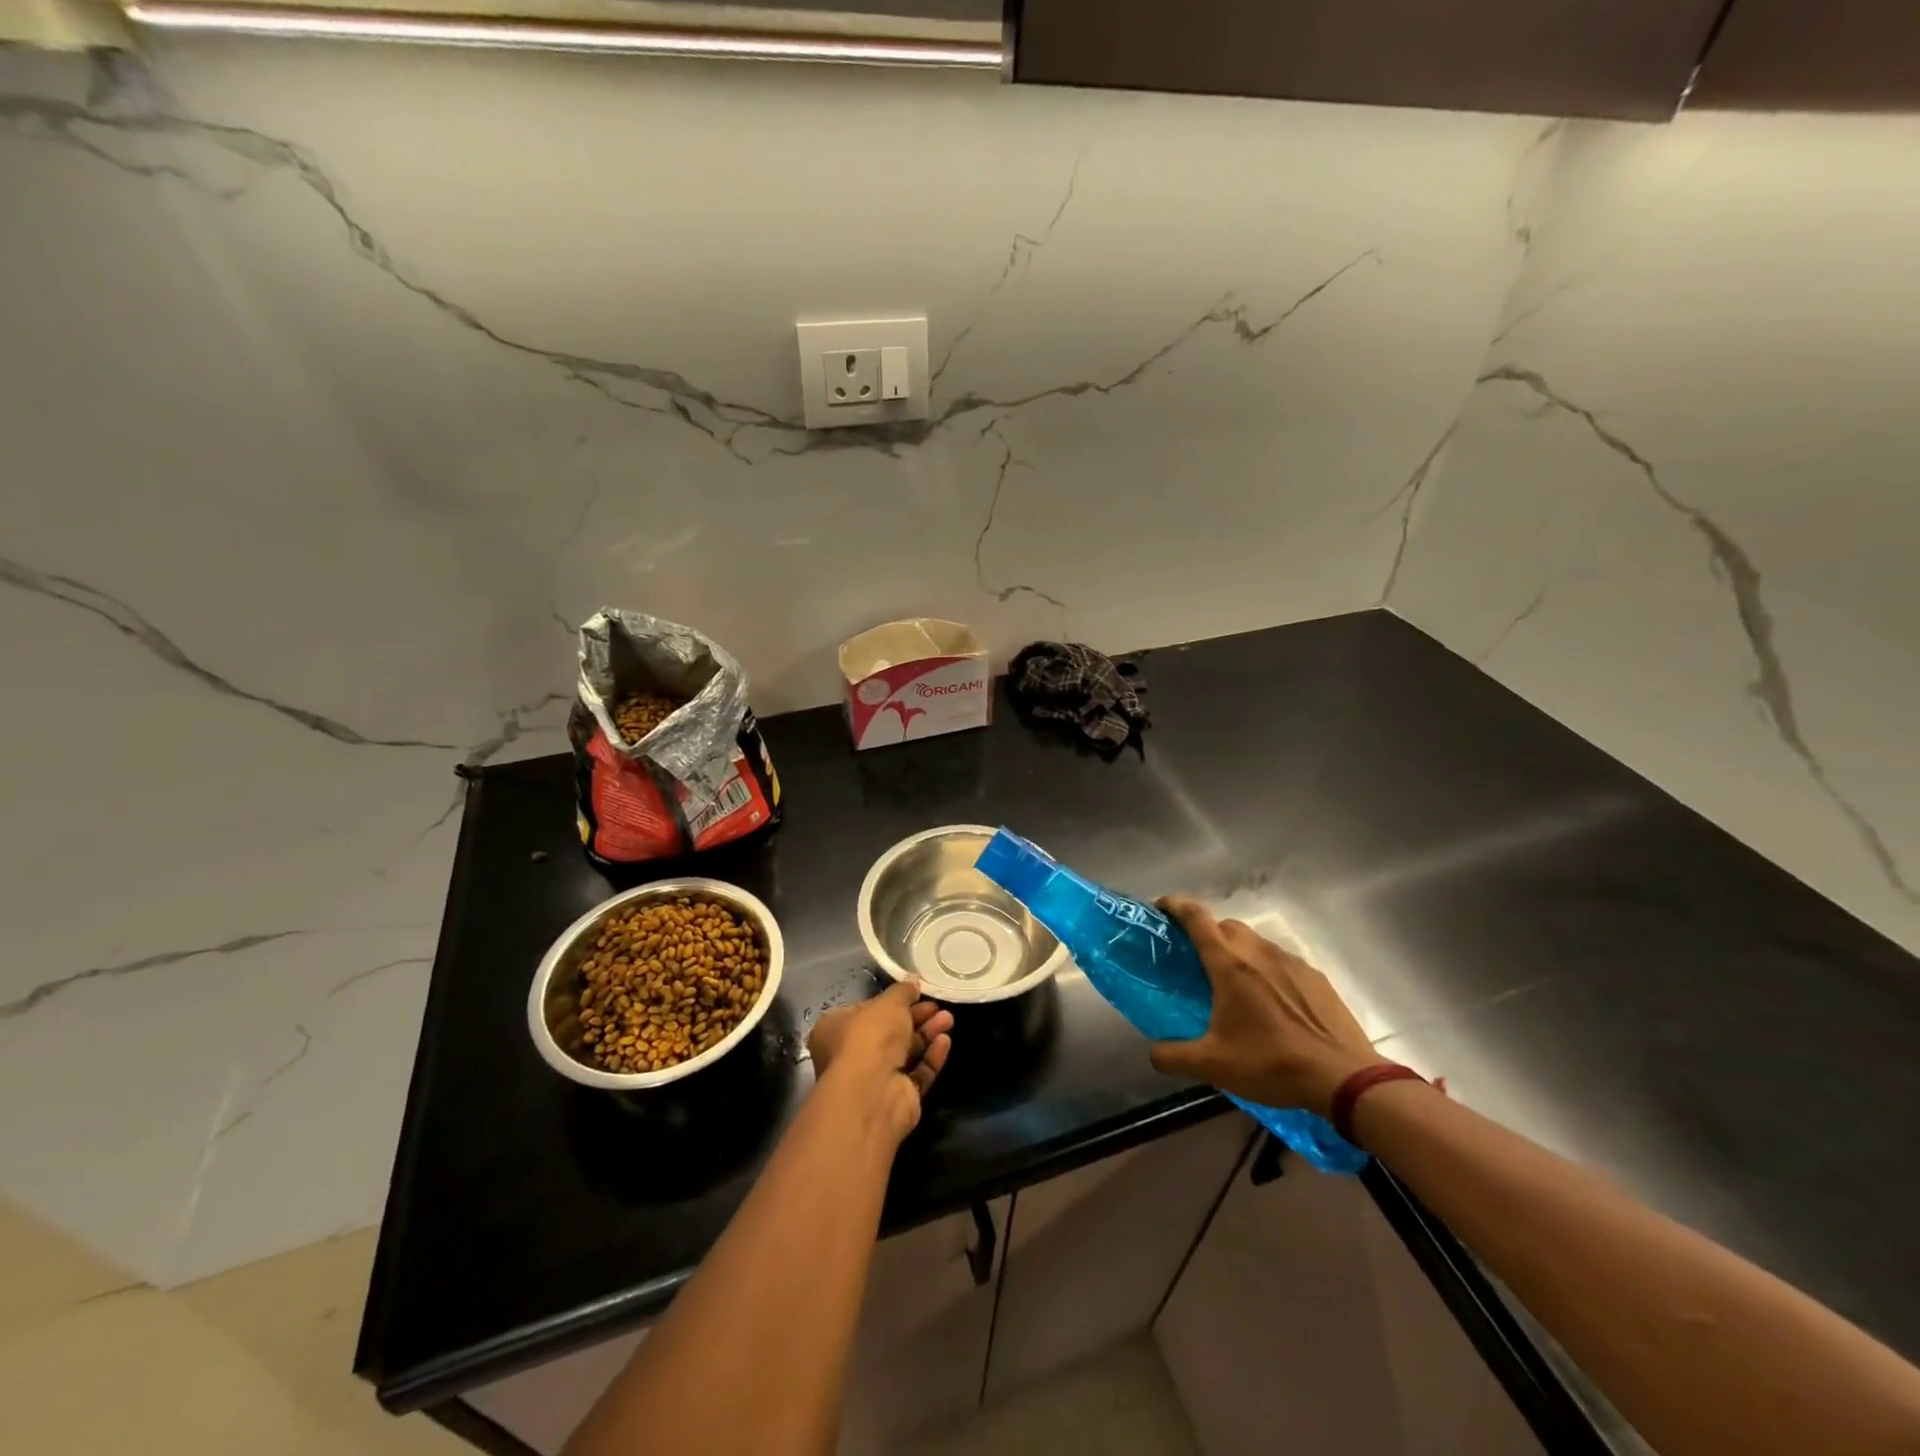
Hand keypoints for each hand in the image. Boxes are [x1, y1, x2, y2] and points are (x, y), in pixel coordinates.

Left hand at [808, 979, 954, 1142]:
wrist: (873, 1092)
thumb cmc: (870, 1037)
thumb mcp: (888, 1003)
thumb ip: (903, 991)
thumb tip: (913, 982)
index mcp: (835, 1029)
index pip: (866, 1011)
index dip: (891, 1001)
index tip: (916, 993)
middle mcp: (850, 1055)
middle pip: (889, 1032)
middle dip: (916, 1017)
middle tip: (939, 1006)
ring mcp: (873, 1080)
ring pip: (905, 1053)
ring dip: (927, 1034)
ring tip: (949, 1019)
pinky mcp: (896, 1098)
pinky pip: (916, 1074)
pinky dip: (930, 1058)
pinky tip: (945, 1041)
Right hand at [1149, 897, 1377, 1116]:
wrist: (1342, 1077)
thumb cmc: (1271, 1063)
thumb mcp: (1213, 1065)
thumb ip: (1173, 1056)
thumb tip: (1152, 1053)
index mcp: (1229, 965)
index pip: (1196, 918)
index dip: (1175, 905)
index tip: (1160, 907)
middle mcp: (1258, 952)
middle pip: (1225, 926)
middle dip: (1207, 933)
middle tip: (1197, 961)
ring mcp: (1291, 962)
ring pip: (1255, 942)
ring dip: (1239, 953)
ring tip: (1236, 985)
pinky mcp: (1315, 977)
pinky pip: (1282, 962)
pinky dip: (1268, 971)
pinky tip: (1272, 1003)